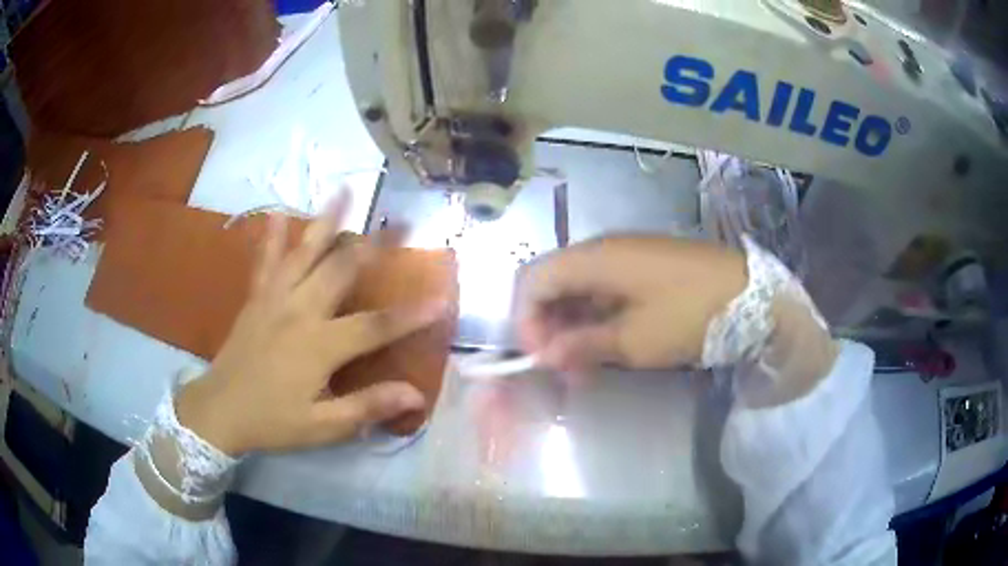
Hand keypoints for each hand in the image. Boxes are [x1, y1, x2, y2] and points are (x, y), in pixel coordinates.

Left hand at [175, 197, 446, 455]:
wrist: (218, 411)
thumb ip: (367, 407)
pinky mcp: (256, 298)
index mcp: (319, 345)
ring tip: (345, 190)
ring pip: (305, 251)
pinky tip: (274, 213)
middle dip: (376, 244)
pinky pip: (266, 260)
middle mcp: (299, 311)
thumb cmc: (272, 421)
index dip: (412, 313)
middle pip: (342, 269)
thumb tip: (415, 395)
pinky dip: (271, 236)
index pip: (375, 326)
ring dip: (327, 220)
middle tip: (401, 219)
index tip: (443, 296)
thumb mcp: (322, 426)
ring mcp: (275, 298)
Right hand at [514, 236, 746, 370]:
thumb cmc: (691, 315)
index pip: (533, 279)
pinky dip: (595, 317)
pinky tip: (606, 344)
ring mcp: (625, 256)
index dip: (526, 319)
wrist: (751, 295)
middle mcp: (603, 249)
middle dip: (547, 325)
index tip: (540, 358)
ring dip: (572, 324)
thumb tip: (546, 355)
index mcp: (595, 258)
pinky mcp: (644, 267)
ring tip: (583, 364)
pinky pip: (604, 289)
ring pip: (578, 287)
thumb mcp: (635, 340)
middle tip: (562, 367)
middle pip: (553, 281)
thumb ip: (583, 344)